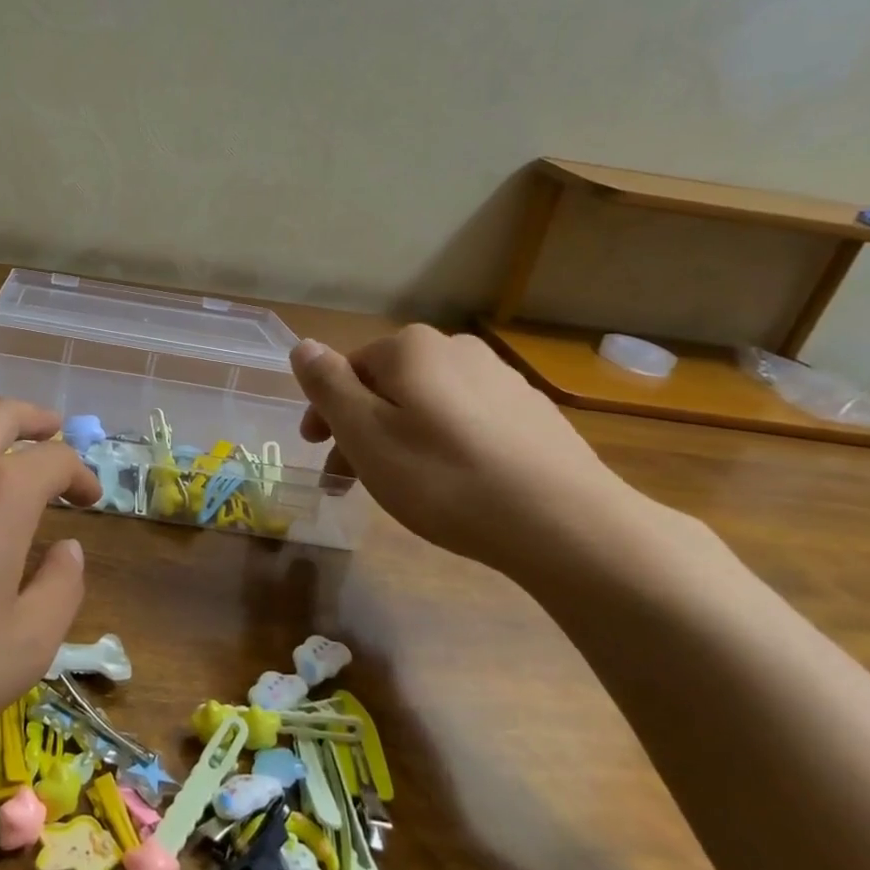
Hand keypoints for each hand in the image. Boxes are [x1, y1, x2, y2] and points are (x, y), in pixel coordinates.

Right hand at [291, 328, 647, 577]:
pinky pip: (467, 423)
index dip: (326, 410)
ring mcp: (502, 380)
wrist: (566, 524)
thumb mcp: (364, 433)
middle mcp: (457, 349)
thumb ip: (327, 385)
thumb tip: (303, 345)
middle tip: (349, 480)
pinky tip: (454, 485)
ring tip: (401, 487)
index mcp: (411, 347)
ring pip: (427, 406)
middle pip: (388, 386)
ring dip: (401, 438)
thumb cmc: (443, 477)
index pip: (348, 369)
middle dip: (362, 428)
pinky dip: (444, 447)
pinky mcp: (534, 416)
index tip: (317, 451)